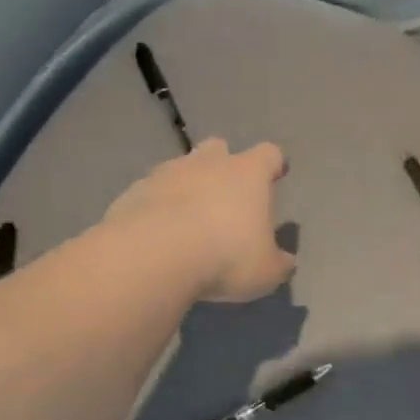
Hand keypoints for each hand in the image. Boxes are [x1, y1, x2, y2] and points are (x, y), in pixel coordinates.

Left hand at [103, 139, 295, 302]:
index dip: (274, 165)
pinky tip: (157, 235)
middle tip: (226, 196)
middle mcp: (208, 163)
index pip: (269, 154)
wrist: (153, 256)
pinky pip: (151, 193)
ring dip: (187, 187)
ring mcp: (166, 173)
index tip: (276, 176)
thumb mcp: (266, 271)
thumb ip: (278, 263)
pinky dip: (157, 207)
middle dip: (223, 165)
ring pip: (181, 169)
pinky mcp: (133, 192)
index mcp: (248, 174)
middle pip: (219, 149)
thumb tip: (285, 261)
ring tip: (188, 221)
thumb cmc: (225, 257)